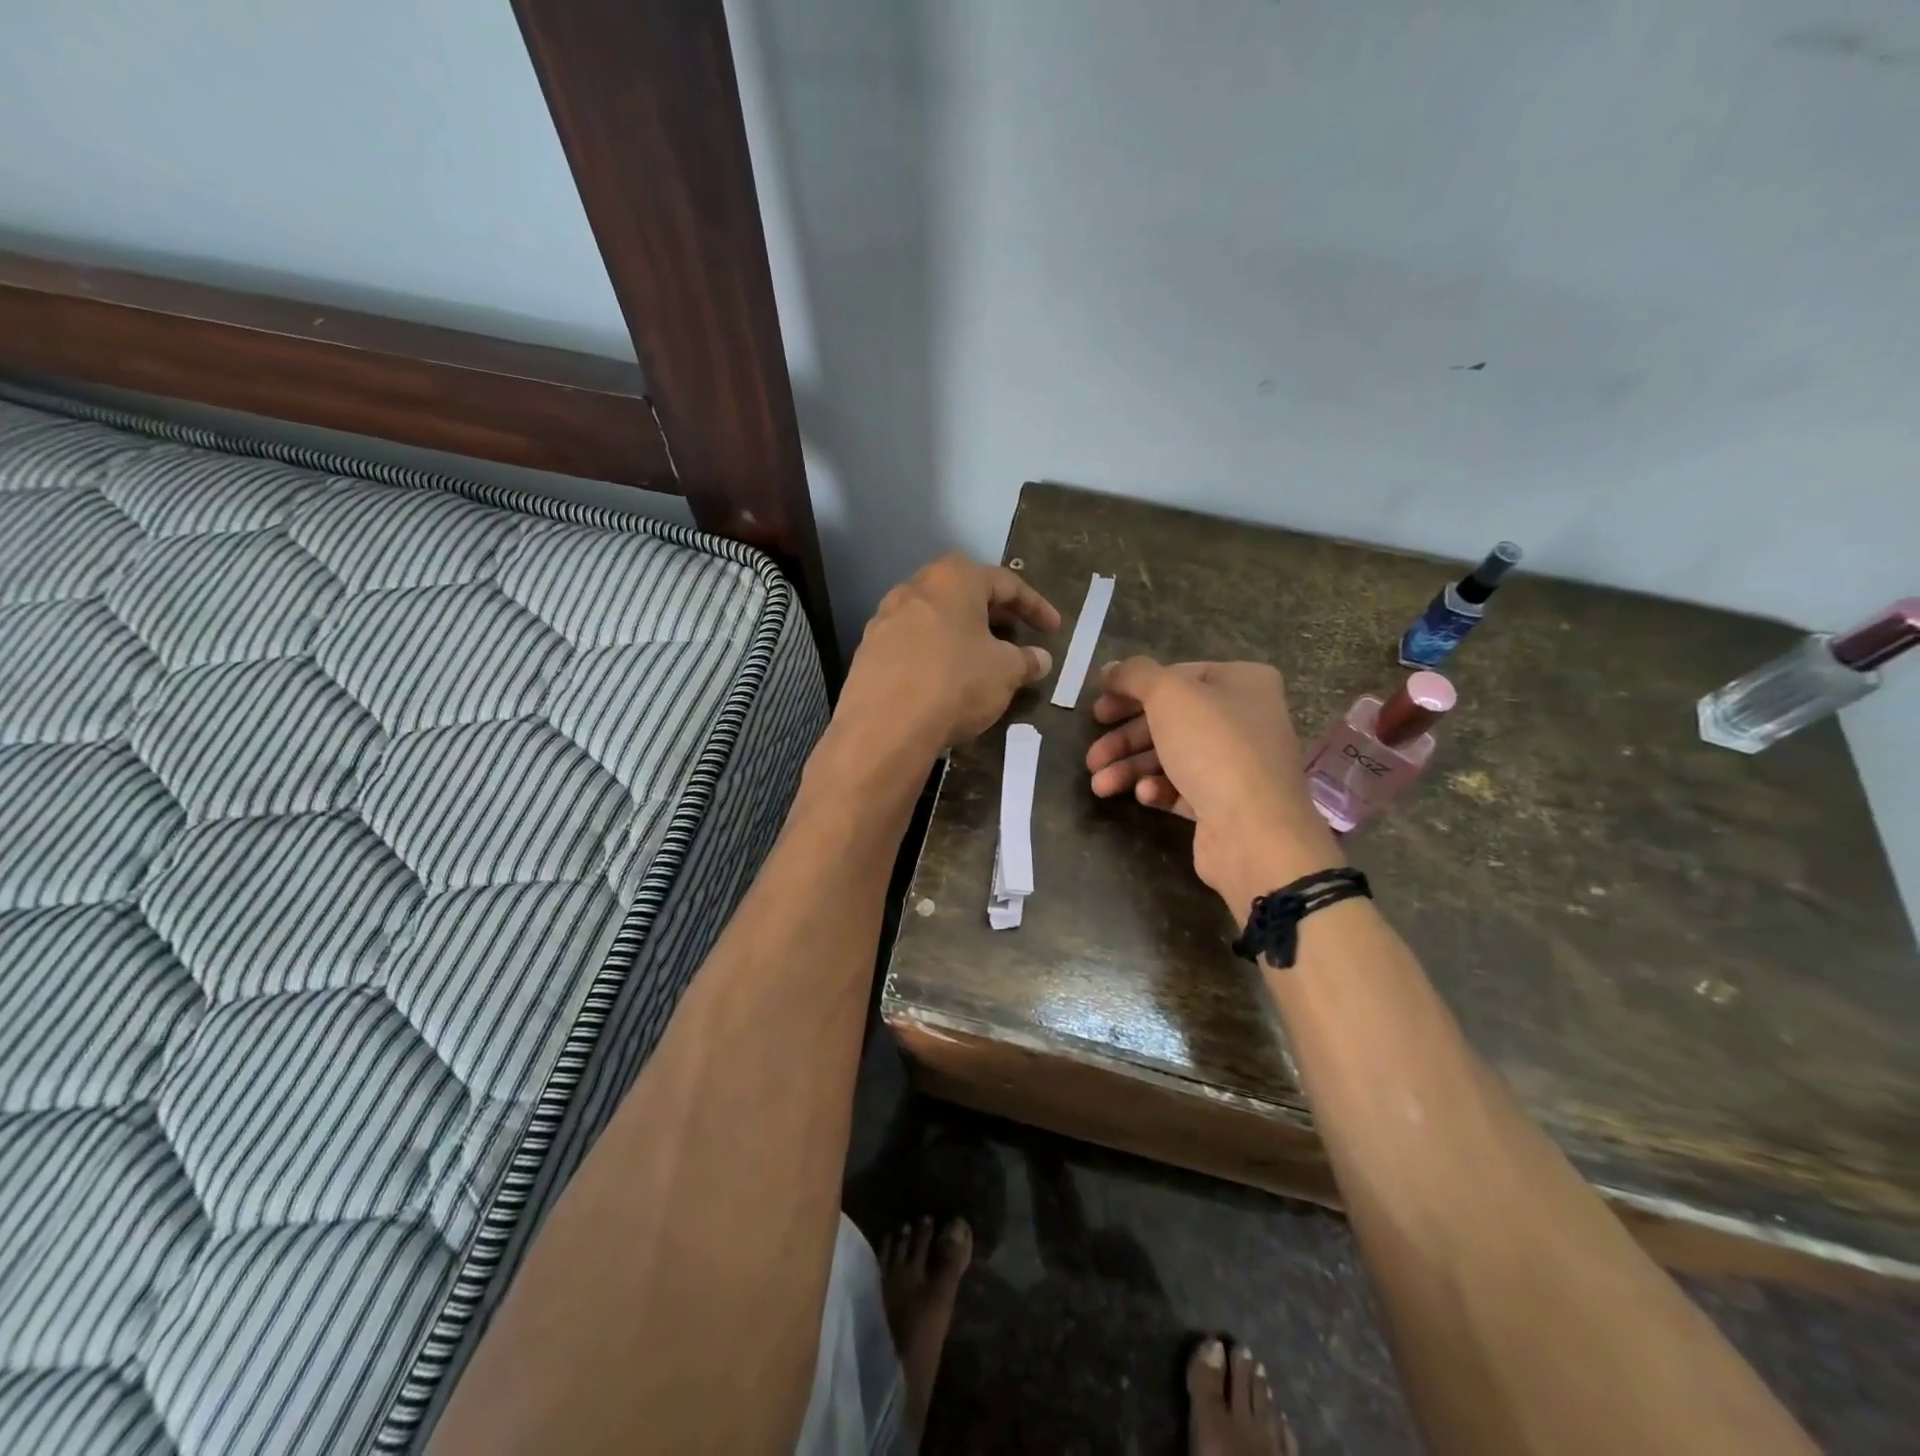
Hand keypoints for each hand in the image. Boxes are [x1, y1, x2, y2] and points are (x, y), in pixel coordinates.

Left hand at [839, 554, 1060, 752]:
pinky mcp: (868, 651)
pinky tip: (945, 678)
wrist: (884, 726)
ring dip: (961, 633)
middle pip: (964, 593)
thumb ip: (1027, 661)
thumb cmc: (955, 683)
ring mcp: (885, 619)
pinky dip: (935, 654)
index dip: (1035, 607)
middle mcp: (915, 588)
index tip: (1053, 630)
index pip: (1006, 583)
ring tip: (981, 657)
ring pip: (934, 618)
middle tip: (1016, 635)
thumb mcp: (1005, 672)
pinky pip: (912, 644)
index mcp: (953, 579)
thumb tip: (1040, 659)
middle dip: (994, 614)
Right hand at [1085, 658, 1341, 916]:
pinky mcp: (1226, 804)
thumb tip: (1110, 669)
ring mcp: (1237, 764)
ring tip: (1099, 785)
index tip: (1097, 708)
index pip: (1178, 675)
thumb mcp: (1168, 695)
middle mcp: (1245, 719)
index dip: (1132, 689)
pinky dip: (1158, 789)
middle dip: (1125, 738)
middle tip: (1092, 754)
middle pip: (1170, 720)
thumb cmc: (1213, 748)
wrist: (1254, 832)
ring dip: (1130, 768)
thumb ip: (1135, 675)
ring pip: (1171, 756)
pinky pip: (1183, 788)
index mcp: (1242, 683)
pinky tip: (1145, 796)